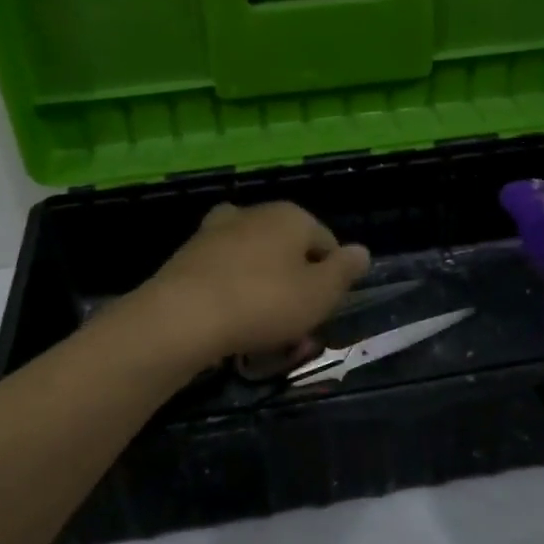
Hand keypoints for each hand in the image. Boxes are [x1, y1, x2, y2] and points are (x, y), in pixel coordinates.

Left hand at [132, 201, 371, 362]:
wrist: (182, 317)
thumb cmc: (264, 303)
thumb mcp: (320, 294)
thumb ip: (344, 271)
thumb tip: (361, 251)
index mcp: (291, 215)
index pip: (326, 242)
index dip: (331, 279)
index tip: (322, 311)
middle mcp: (254, 213)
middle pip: (288, 250)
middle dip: (296, 285)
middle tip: (295, 325)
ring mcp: (216, 231)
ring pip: (255, 262)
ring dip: (264, 290)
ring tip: (263, 331)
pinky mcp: (188, 255)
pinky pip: (225, 275)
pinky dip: (233, 293)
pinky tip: (231, 322)